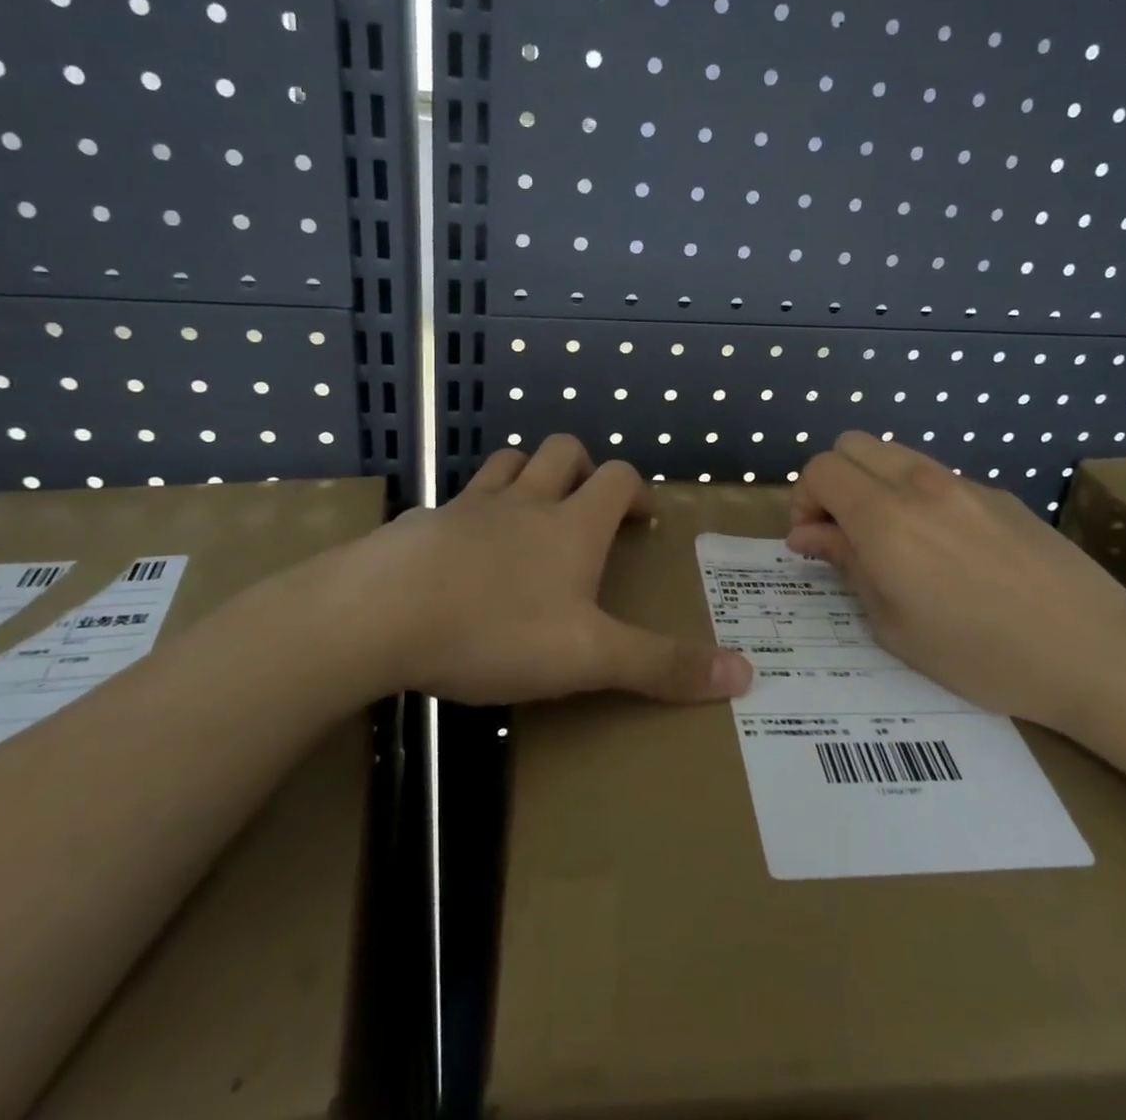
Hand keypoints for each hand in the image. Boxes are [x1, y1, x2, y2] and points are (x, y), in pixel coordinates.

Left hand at [247, 436, 752, 706]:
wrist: (380, 616)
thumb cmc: (495, 630)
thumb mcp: (588, 657)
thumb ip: (662, 666)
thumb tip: (746, 675)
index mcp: (571, 525)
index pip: (616, 479)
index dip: (635, 490)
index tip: (641, 517)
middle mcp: (525, 501)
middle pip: (562, 451)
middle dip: (583, 467)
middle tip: (588, 505)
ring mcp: (468, 506)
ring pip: (507, 462)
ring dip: (527, 474)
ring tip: (531, 510)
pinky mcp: (422, 523)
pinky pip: (455, 500)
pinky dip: (471, 510)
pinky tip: (461, 548)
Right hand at [787, 432, 1125, 736]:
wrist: (1096, 653)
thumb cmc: (981, 655)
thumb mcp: (894, 625)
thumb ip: (846, 566)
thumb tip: (809, 536)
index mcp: (885, 517)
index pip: (820, 468)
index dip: (802, 500)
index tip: (811, 542)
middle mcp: (919, 484)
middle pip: (851, 444)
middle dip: (831, 481)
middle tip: (841, 533)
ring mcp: (964, 483)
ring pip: (894, 453)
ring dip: (872, 483)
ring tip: (890, 539)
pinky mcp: (999, 494)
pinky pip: (936, 476)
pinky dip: (915, 495)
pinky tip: (945, 549)